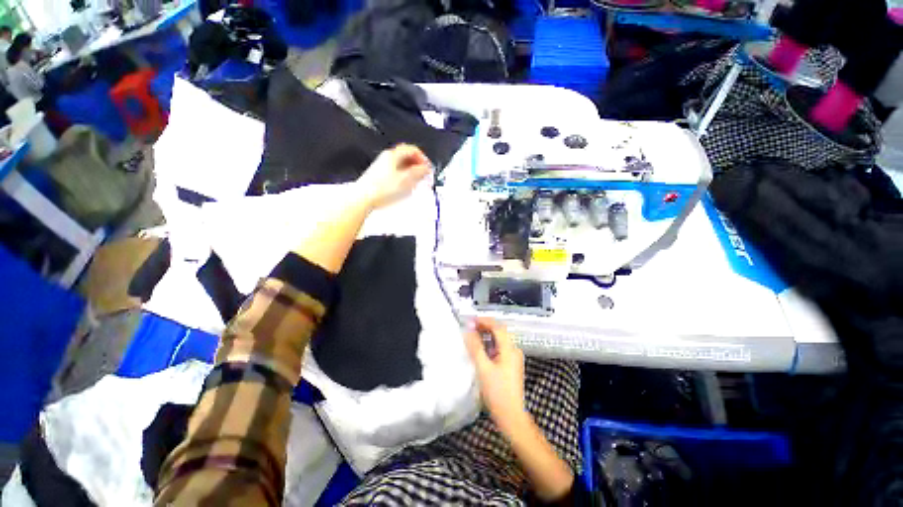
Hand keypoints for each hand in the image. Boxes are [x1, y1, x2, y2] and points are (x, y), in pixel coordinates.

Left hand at [354, 144, 431, 209]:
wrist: (364, 198)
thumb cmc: (381, 189)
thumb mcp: (405, 180)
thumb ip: (418, 172)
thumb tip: (426, 168)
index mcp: (393, 155)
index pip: (412, 149)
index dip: (423, 158)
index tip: (428, 168)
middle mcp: (387, 158)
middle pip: (407, 157)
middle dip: (418, 166)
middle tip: (424, 175)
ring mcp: (382, 167)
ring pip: (402, 166)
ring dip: (412, 173)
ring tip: (416, 183)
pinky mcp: (380, 177)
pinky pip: (396, 174)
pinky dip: (404, 178)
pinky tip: (405, 188)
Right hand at [464, 318, 526, 434]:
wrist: (511, 417)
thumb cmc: (497, 393)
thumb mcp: (483, 368)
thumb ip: (475, 348)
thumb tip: (468, 331)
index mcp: (510, 349)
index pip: (497, 327)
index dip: (484, 321)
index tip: (470, 321)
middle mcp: (514, 350)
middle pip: (499, 332)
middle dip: (484, 327)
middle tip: (469, 327)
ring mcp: (513, 358)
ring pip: (499, 340)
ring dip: (486, 335)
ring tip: (472, 336)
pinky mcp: (510, 366)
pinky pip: (499, 348)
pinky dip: (489, 345)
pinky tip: (480, 350)